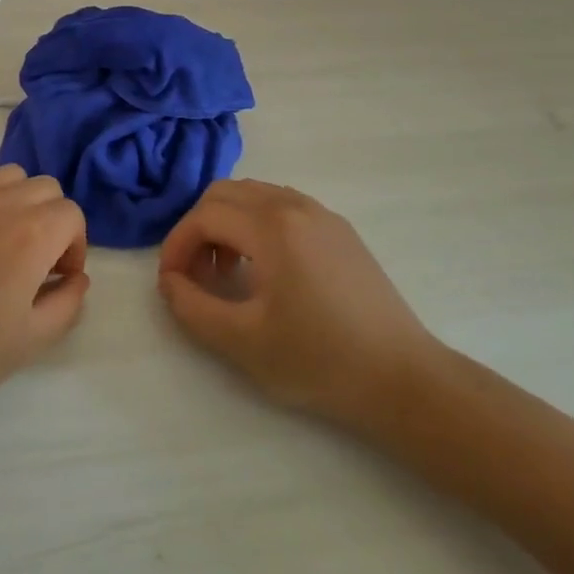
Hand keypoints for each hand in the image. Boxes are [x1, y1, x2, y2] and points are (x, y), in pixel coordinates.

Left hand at [0, 166, 90, 419]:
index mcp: (31, 232)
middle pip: (43, 188)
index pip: (71, 214)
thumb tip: (76, 278)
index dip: (73, 246)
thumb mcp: (30, 341)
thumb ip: (67, 304)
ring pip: (6, 178)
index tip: (56, 278)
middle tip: (33, 262)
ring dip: (16, 204)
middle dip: (50, 220)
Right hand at [156, 179, 442, 437]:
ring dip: (226, 224)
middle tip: (195, 273)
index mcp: (272, 227)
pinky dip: (256, 225)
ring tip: (226, 272)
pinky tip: (264, 269)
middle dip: (198, 228)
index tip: (171, 282)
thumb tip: (169, 281)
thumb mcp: (241, 342)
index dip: (177, 245)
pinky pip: (281, 206)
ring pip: (253, 195)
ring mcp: (322, 214)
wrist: (404, 379)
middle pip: (225, 193)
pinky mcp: (340, 230)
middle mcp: (295, 206)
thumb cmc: (319, 360)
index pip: (204, 215)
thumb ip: (192, 307)